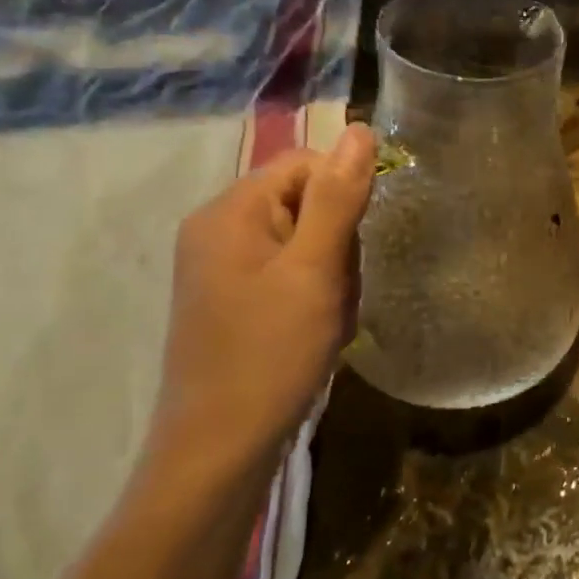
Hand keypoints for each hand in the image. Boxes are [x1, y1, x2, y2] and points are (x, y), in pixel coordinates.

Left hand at [148, 124, 375, 481]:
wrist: (220, 447)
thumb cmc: (271, 353)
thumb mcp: (315, 270)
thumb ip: (339, 198)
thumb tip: (361, 131)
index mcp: (230, 211)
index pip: (305, 165)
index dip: (343, 197)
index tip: (355, 248)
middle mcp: (217, 229)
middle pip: (304, 202)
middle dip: (337, 245)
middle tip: (336, 294)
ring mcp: (221, 267)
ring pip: (303, 242)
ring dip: (330, 276)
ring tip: (328, 320)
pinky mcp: (231, 298)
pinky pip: (288, 273)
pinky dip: (313, 296)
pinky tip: (316, 331)